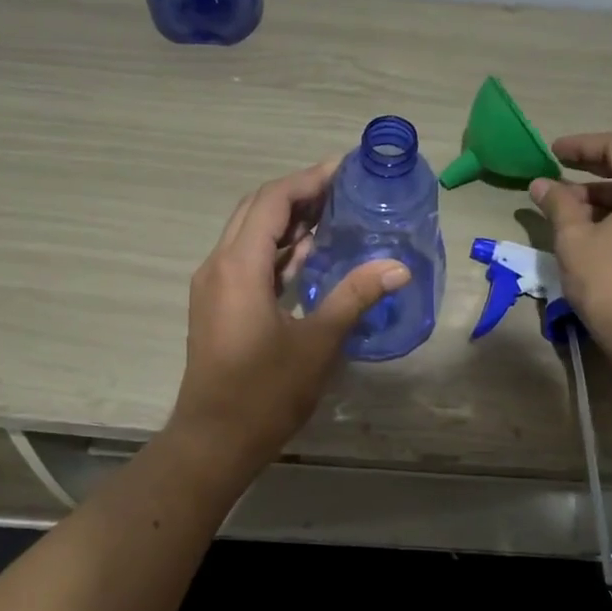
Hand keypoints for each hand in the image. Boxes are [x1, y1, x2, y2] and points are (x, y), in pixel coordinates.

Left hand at [169, 160, 409, 470]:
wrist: (214, 440)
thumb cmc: (265, 392)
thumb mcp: (317, 342)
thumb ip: (355, 296)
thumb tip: (398, 267)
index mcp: (238, 266)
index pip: (272, 201)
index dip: (308, 180)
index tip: (344, 170)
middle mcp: (218, 266)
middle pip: (256, 211)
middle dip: (298, 195)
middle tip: (342, 190)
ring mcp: (213, 287)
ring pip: (249, 236)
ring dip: (286, 222)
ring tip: (332, 215)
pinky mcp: (217, 307)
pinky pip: (246, 262)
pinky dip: (276, 251)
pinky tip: (309, 256)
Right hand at [530, 132, 611, 354]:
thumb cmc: (608, 281)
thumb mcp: (574, 239)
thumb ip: (558, 204)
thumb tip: (541, 184)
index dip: (582, 145)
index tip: (552, 152)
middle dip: (590, 173)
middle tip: (556, 177)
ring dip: (602, 197)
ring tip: (566, 209)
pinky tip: (591, 230)